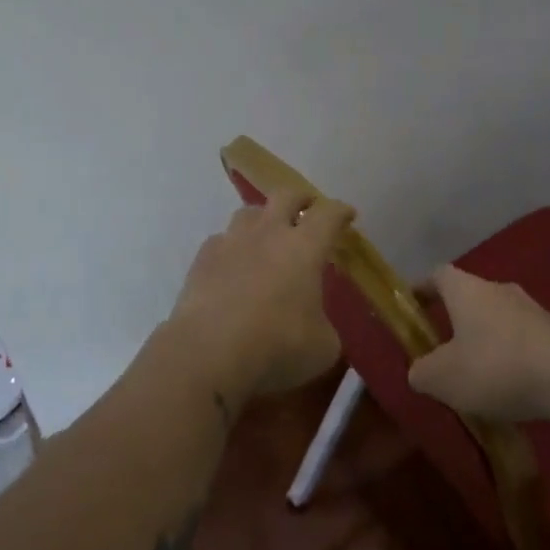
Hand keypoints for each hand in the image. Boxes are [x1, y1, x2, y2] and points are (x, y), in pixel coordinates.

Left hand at [164, 189, 355, 408]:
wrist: (208, 353)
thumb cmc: (276, 346)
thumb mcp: (322, 347)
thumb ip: (324, 327)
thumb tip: (317, 327)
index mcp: (305, 247)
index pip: (329, 215)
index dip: (341, 211)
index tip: (348, 215)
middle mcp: (269, 233)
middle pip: (286, 195)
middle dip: (300, 199)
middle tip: (308, 209)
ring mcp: (231, 242)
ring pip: (249, 212)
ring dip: (263, 218)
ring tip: (266, 234)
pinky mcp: (202, 259)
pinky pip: (221, 240)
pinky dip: (232, 247)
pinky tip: (233, 264)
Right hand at [408, 266, 549, 422]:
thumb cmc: (494, 367)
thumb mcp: (442, 378)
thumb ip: (422, 372)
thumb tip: (419, 370)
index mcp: (466, 290)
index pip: (438, 275)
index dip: (422, 289)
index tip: (412, 307)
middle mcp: (499, 289)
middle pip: (470, 296)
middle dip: (456, 320)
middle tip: (443, 351)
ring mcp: (532, 309)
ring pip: (499, 319)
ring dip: (486, 341)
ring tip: (479, 377)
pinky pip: (524, 340)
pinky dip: (512, 358)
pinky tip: (511, 388)